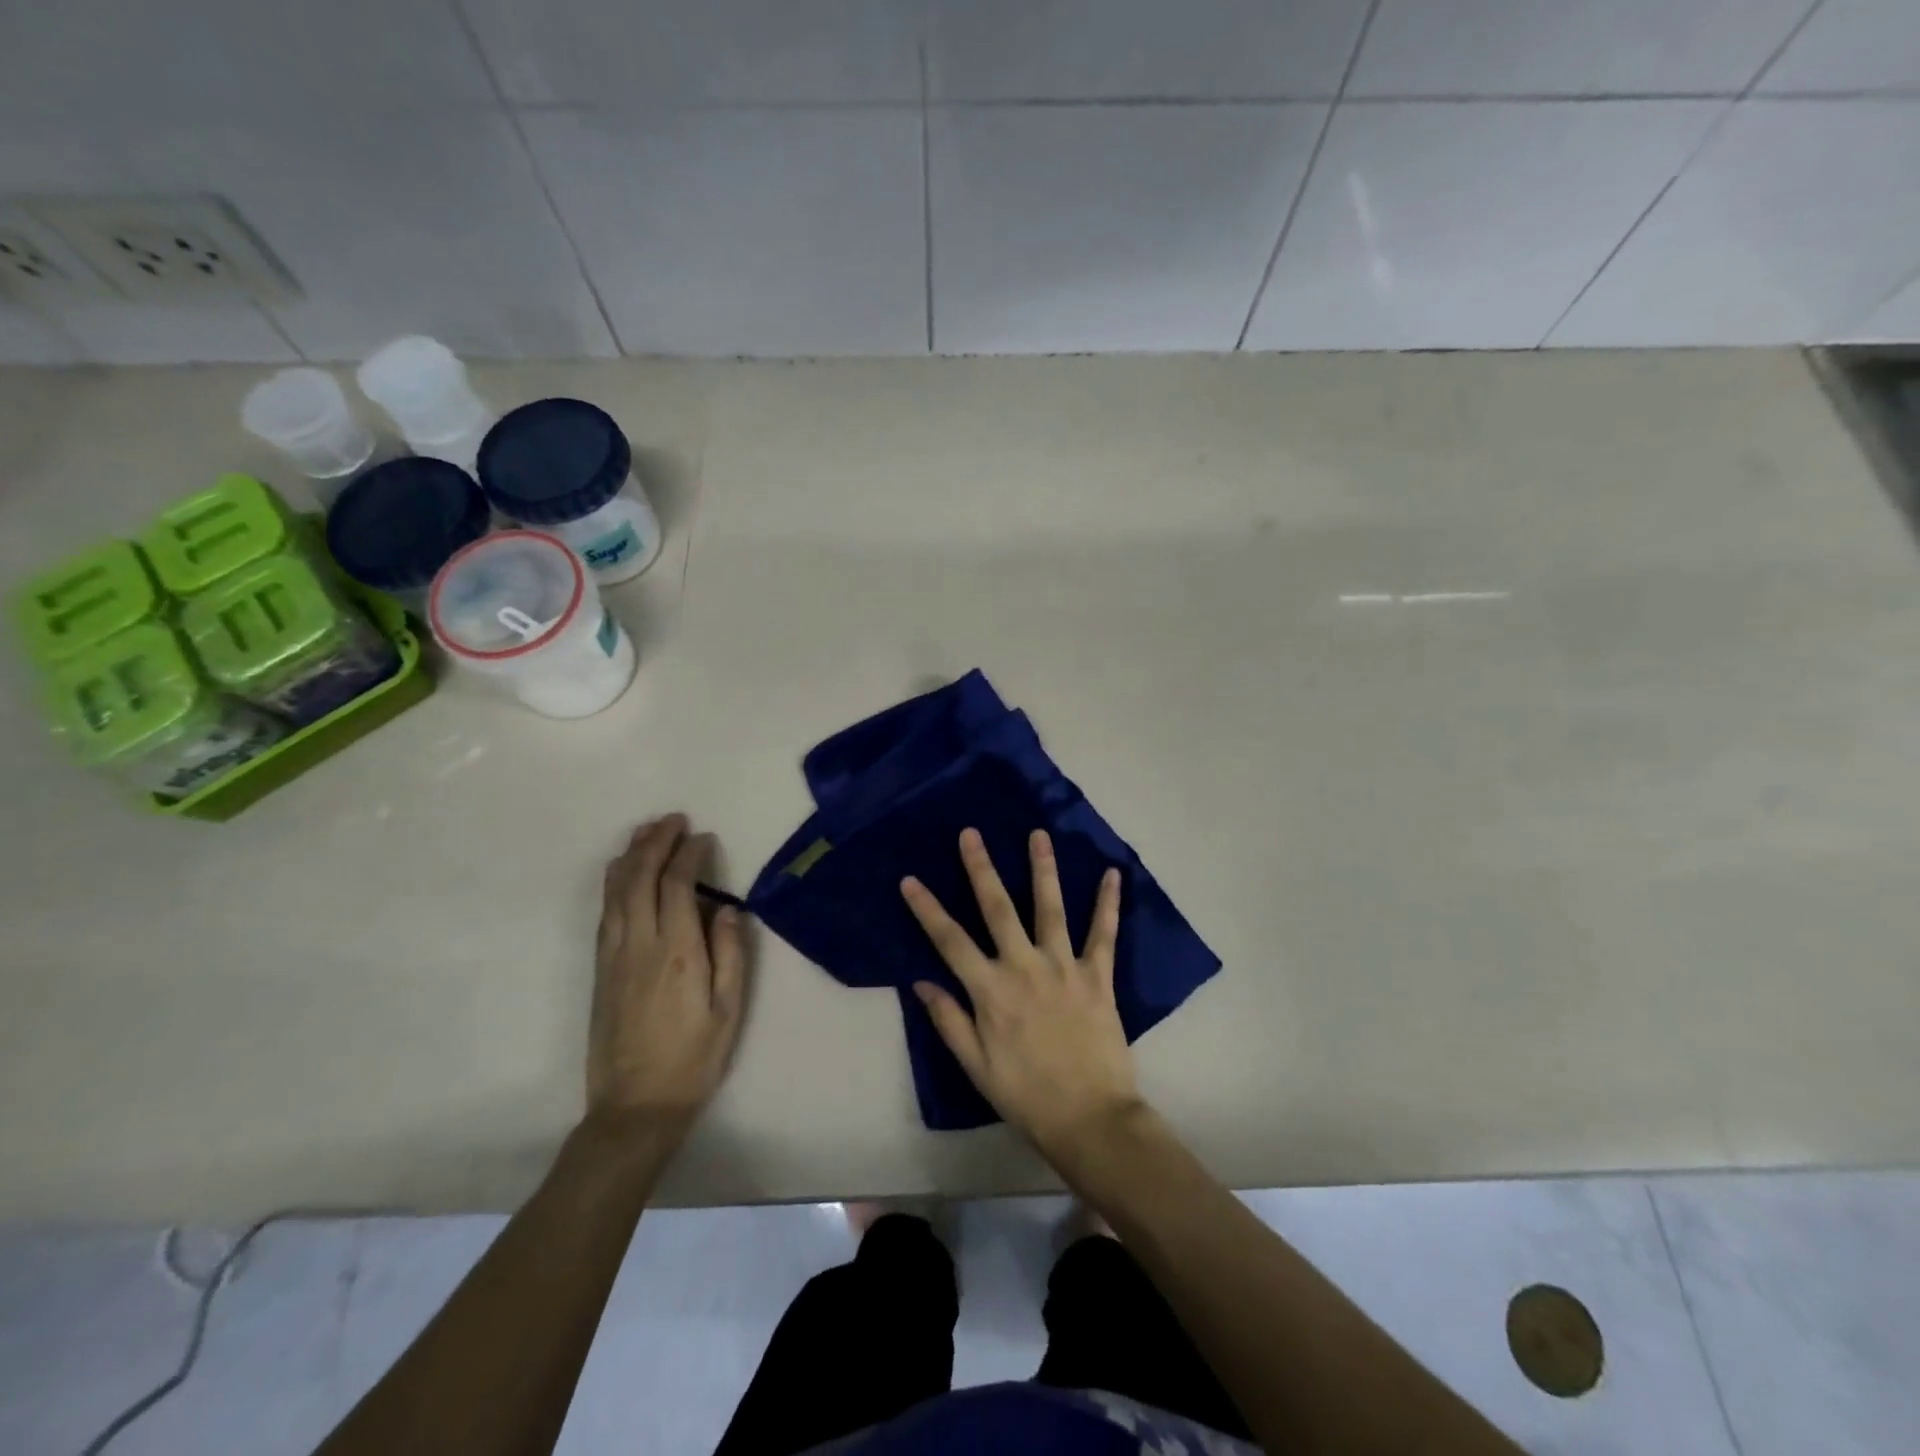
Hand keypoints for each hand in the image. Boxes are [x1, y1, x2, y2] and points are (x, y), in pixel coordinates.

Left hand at [588, 815, 747, 1138]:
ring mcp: (614, 955)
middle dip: (655, 842)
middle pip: (640, 878)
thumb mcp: (729, 1009)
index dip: (690, 855)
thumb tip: (729, 909)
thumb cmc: (693, 1058)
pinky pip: (605, 912)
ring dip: (630, 855)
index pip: (679, 886)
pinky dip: (614, 882)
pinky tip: (620, 871)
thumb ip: (731, 953)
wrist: (635, 1106)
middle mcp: (640, 944)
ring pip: (616, 891)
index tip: (704, 838)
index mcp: (678, 952)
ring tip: (646, 831)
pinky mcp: (600, 969)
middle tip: (673, 819)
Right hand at [901, 828, 1142, 1158]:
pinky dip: (1108, 904)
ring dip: (1043, 868)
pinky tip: (1112, 874)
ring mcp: (1063, 967)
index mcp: (990, 991)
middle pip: (998, 909)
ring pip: (1050, 908)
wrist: (1090, 1119)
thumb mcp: (976, 1066)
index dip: (927, 909)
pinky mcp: (1097, 976)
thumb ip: (949, 1020)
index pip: (949, 940)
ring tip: (1038, 834)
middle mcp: (1023, 967)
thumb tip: (920, 981)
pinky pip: (1104, 933)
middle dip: (981, 868)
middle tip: (971, 833)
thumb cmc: (1026, 1096)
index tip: (910, 879)